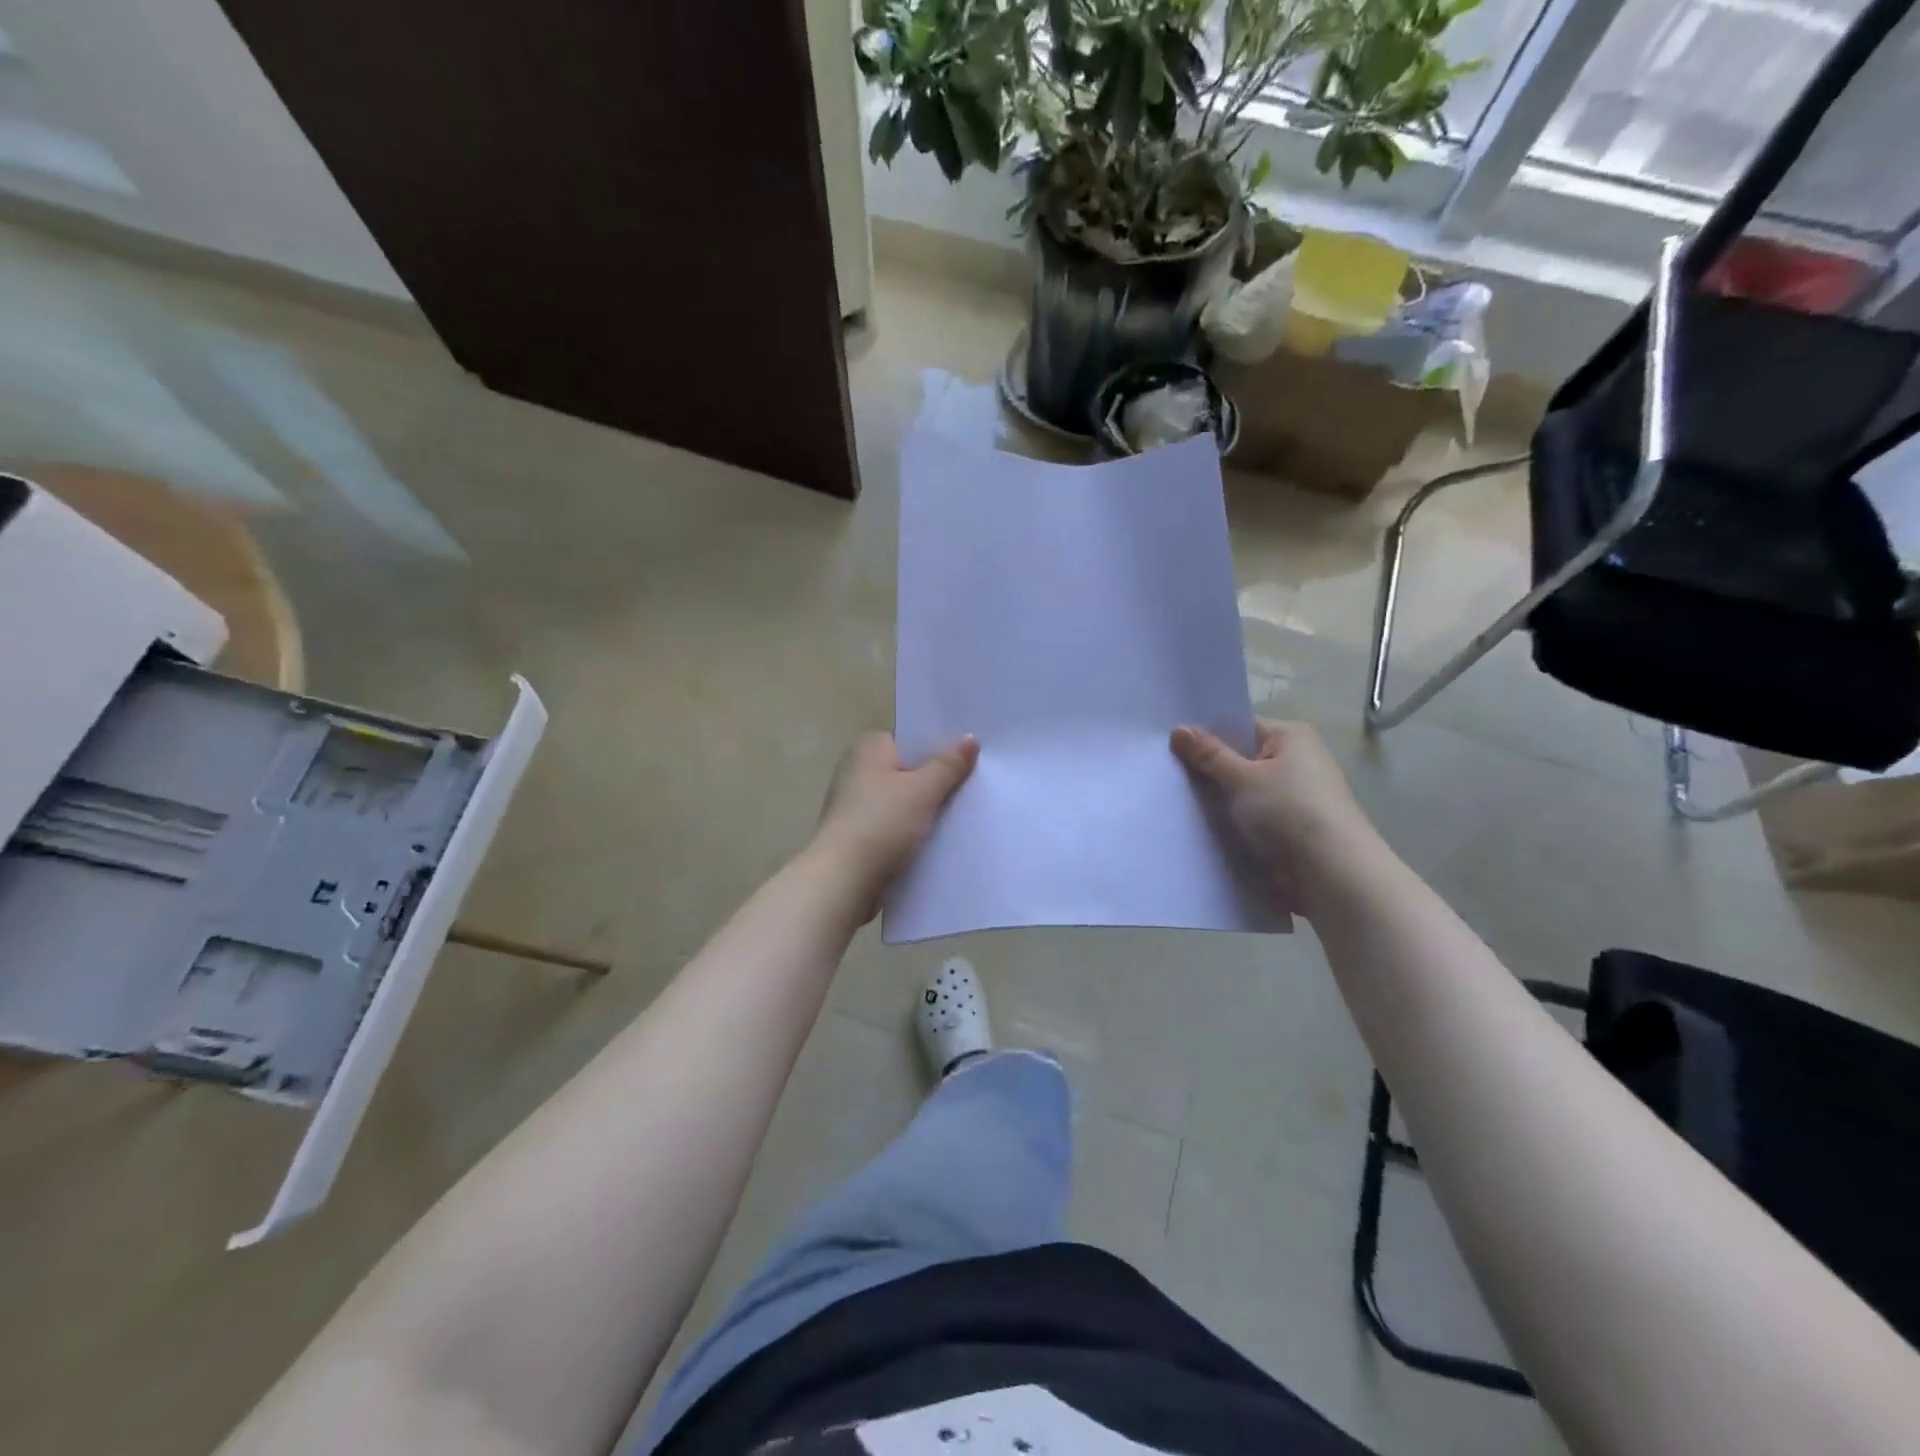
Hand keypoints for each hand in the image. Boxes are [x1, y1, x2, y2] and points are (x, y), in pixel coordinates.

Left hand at [810, 732, 978, 915]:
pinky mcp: (858, 837)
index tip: (969, 756)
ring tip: (963, 815)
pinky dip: (912, 832)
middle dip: (936, 780)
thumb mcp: (923, 790)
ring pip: (902, 801)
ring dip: (925, 810)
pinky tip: (938, 841)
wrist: (843, 881)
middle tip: (974, 785)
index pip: (909, 739)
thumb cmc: (881, 824)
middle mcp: (856, 771)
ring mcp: (855, 806)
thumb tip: (970, 737)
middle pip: (908, 770)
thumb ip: (948, 764)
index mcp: (867, 749)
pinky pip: (894, 827)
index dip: (938, 746)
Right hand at [1170, 719, 1378, 909]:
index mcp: (1291, 737)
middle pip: (1241, 760)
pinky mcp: (1292, 830)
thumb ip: (1208, 754)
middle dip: (1210, 771)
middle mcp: (1298, 761)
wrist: (1332, 874)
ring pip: (1245, 793)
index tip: (1171, 749)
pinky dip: (1233, 824)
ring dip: (1220, 802)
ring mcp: (1296, 797)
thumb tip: (1178, 729)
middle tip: (1167, 776)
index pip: (1240, 727)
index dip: (1207, 737)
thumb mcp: (1241, 778)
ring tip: (1178, 805)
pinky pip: (1253, 819)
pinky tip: (1203, 830)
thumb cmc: (1288, 812)